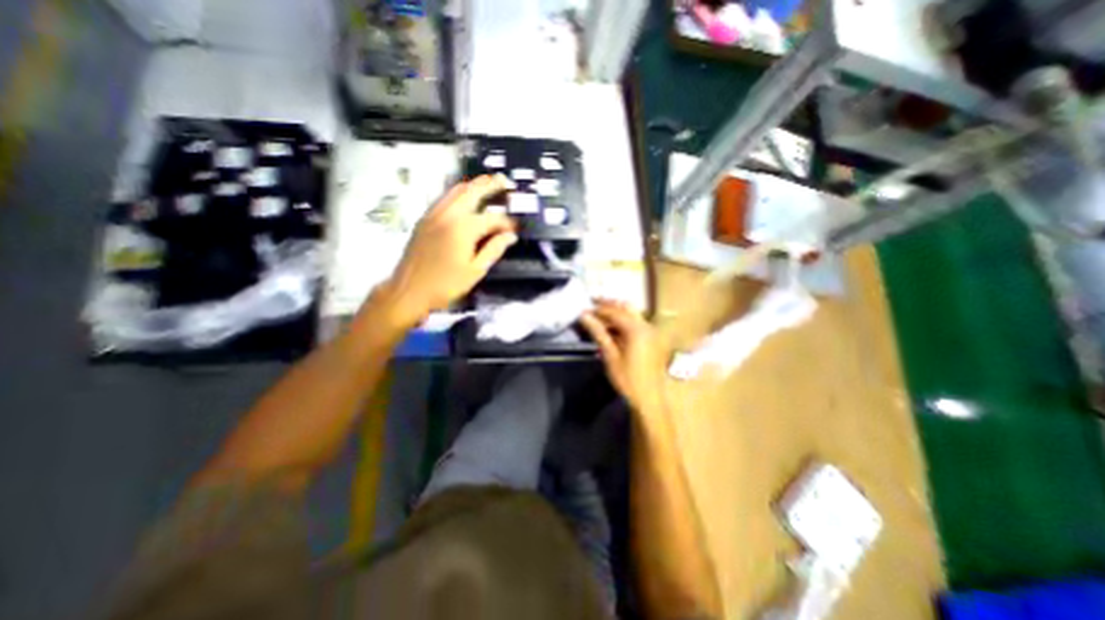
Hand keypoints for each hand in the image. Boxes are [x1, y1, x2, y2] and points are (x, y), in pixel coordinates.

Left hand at [379, 174, 515, 327]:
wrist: (408, 290)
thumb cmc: (445, 285)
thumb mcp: (475, 271)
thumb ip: (494, 250)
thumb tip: (510, 236)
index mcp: (463, 228)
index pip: (492, 219)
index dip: (507, 222)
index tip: (516, 228)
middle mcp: (448, 215)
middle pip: (472, 192)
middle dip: (490, 185)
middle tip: (505, 181)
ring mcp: (434, 214)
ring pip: (456, 190)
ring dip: (473, 185)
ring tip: (488, 183)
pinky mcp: (425, 219)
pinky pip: (444, 198)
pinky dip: (458, 193)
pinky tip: (464, 198)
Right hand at [581, 301, 667, 414]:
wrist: (648, 399)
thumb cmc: (627, 379)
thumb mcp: (610, 355)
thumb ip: (598, 333)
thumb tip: (584, 316)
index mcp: (636, 329)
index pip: (614, 312)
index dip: (598, 309)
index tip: (584, 309)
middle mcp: (646, 326)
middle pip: (625, 307)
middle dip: (608, 305)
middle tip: (592, 304)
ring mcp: (650, 332)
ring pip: (632, 314)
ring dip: (616, 312)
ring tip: (599, 315)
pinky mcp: (651, 339)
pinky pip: (636, 323)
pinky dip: (623, 321)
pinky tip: (611, 327)